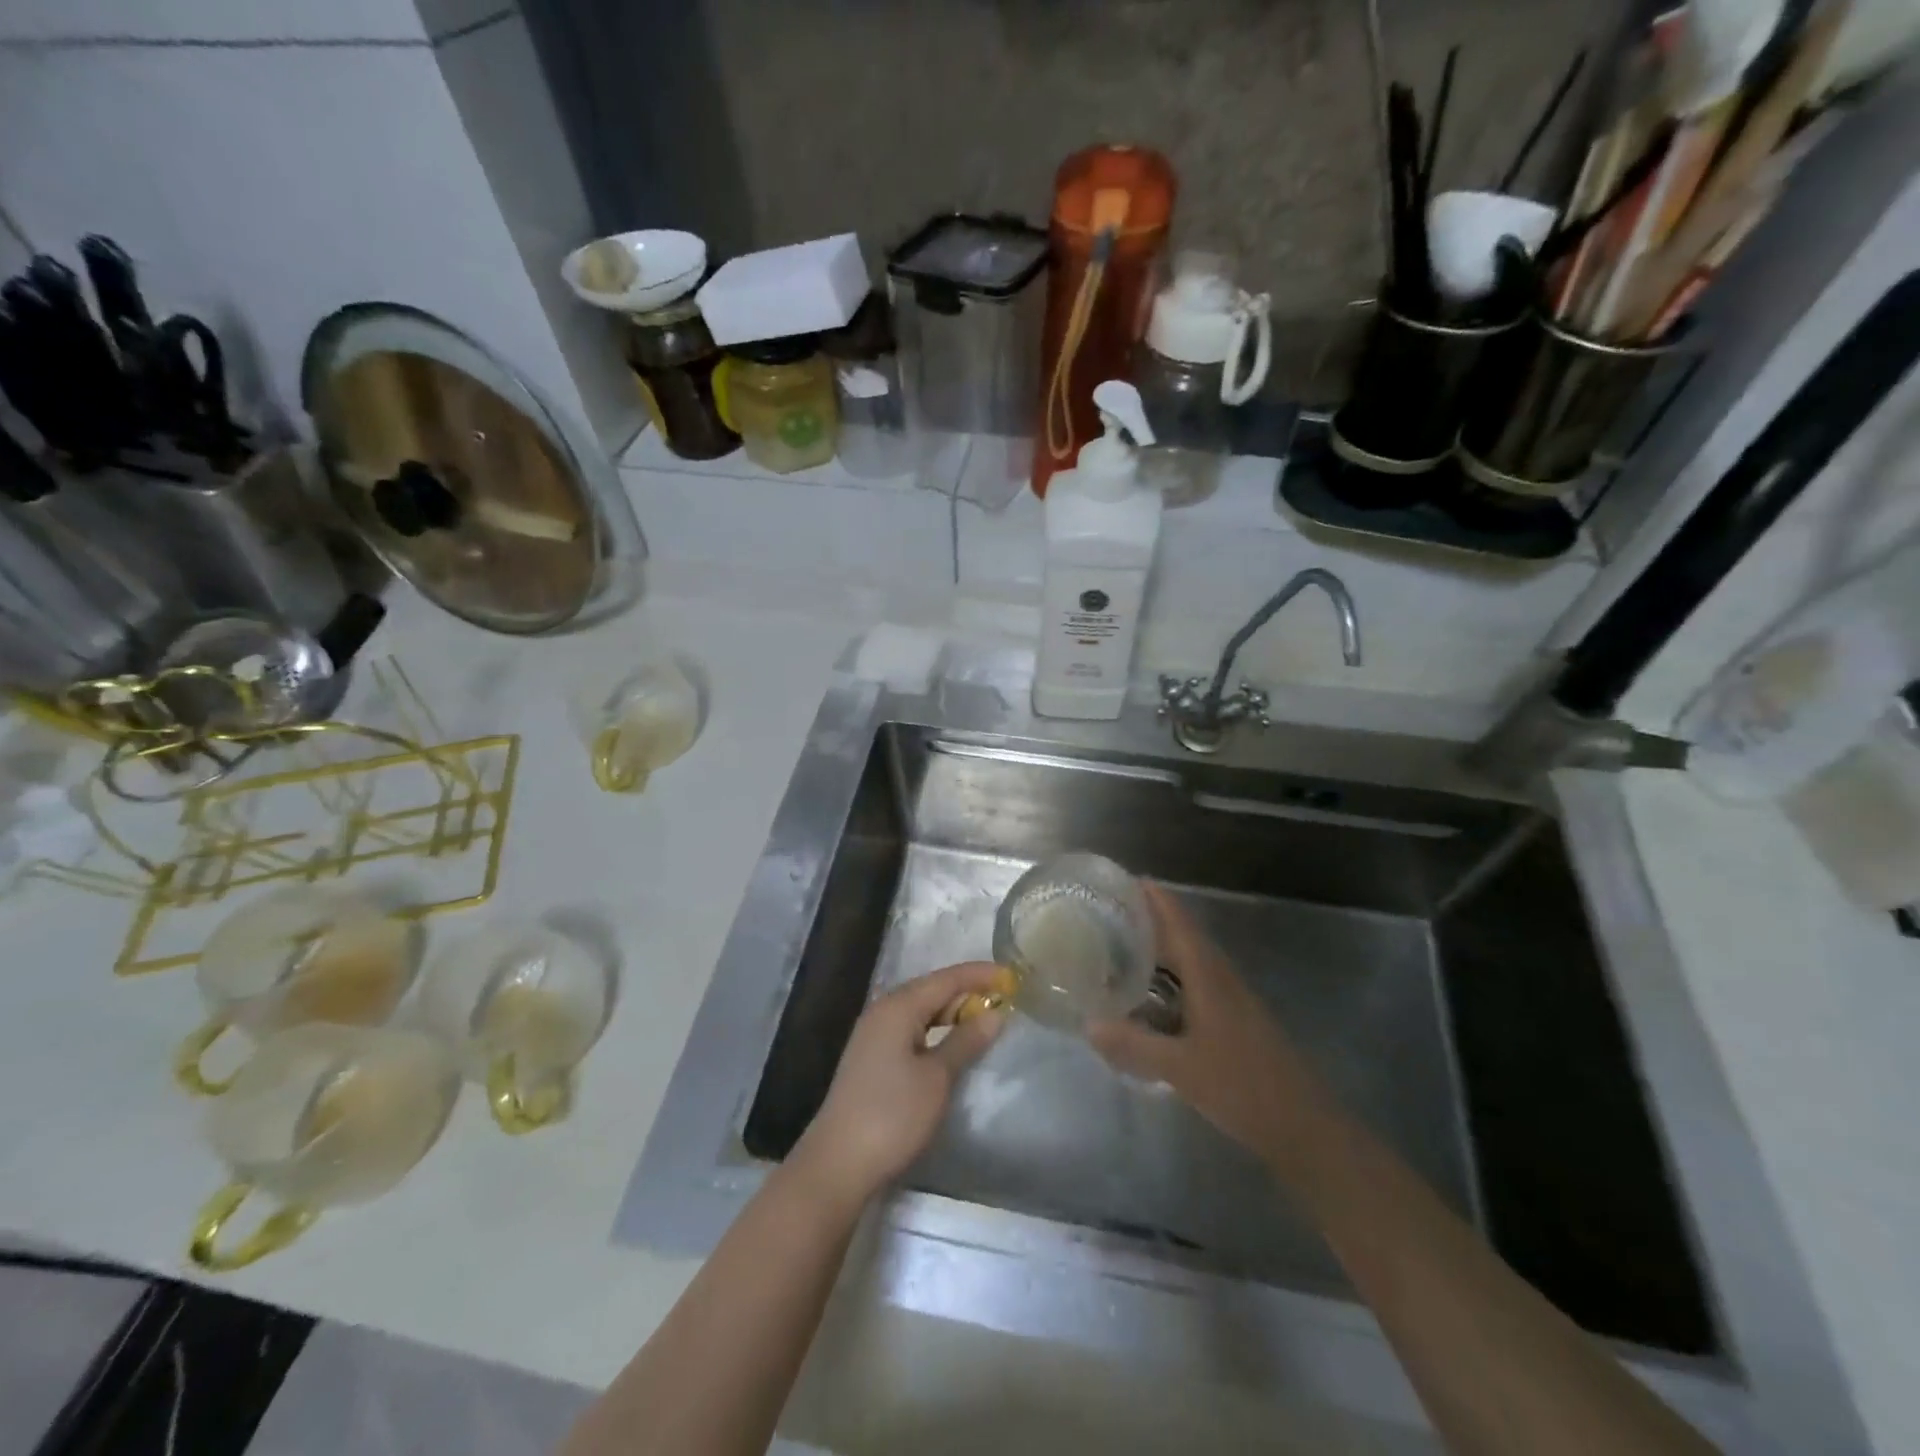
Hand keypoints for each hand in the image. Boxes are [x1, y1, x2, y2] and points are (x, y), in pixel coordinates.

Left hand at [792, 961, 1008, 1205]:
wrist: (838, 1164)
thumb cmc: (892, 1115)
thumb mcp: (937, 1077)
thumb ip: (966, 1040)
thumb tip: (995, 1013)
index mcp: (898, 1006)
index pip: (946, 978)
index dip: (980, 975)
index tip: (1012, 976)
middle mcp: (883, 1011)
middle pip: (932, 990)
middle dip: (968, 992)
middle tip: (1005, 1000)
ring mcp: (875, 1035)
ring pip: (921, 1010)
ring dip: (953, 1012)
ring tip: (986, 1019)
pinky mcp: (873, 1058)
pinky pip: (912, 1029)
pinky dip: (937, 1030)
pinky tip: (953, 1044)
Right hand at [1087, 884, 1320, 1162]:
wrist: (1305, 1127)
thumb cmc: (1243, 1087)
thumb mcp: (1179, 1068)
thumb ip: (1132, 1045)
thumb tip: (1088, 1023)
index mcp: (1208, 975)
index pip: (1179, 921)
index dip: (1154, 897)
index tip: (1123, 880)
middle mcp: (1221, 977)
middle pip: (1183, 935)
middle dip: (1149, 920)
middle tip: (1108, 914)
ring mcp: (1232, 999)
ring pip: (1190, 961)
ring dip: (1160, 949)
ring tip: (1120, 948)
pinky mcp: (1235, 1021)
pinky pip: (1195, 984)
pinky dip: (1170, 978)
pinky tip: (1150, 997)